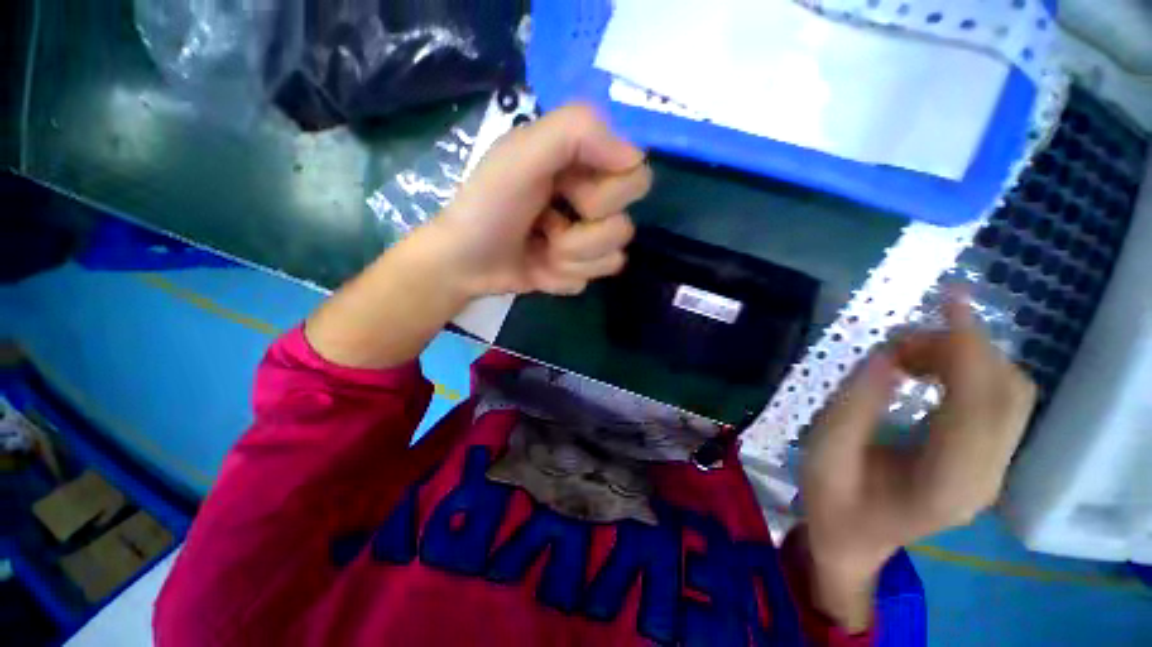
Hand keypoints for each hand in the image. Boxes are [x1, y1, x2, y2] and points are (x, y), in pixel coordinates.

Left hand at [430, 103, 652, 297]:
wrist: (464, 262)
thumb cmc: (487, 205)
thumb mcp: (522, 155)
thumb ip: (576, 132)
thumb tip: (635, 158)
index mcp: (585, 165)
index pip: (636, 177)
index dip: (605, 194)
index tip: (566, 192)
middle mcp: (593, 202)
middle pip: (625, 226)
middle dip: (582, 235)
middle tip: (546, 224)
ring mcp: (588, 241)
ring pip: (611, 259)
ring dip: (568, 259)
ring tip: (539, 248)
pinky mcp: (579, 270)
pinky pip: (590, 280)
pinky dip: (561, 277)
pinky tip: (539, 268)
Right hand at [800, 296, 1036, 628]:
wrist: (854, 541)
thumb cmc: (832, 501)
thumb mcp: (825, 453)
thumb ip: (854, 406)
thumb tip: (886, 355)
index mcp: (946, 483)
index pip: (980, 404)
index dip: (970, 346)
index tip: (949, 300)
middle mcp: (986, 476)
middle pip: (1008, 393)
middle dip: (963, 347)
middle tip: (899, 340)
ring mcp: (993, 470)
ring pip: (1010, 393)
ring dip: (965, 358)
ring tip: (907, 354)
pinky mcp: (986, 460)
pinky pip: (996, 402)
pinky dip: (967, 372)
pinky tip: (926, 369)